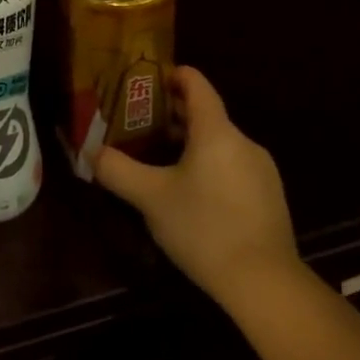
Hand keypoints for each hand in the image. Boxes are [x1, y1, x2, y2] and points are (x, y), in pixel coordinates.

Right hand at [94, 66, 297, 303]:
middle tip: (136, 124)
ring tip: (156, 160)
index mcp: (216, 131)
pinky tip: (188, 193)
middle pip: (205, 114)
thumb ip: (116, 169)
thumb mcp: (149, 197)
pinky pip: (231, 166)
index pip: (196, 84)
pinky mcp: (269, 196)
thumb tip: (91, 151)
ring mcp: (261, 170)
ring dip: (188, 143)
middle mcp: (243, 142)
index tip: (144, 82)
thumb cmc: (203, 228)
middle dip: (170, 114)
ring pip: (218, 142)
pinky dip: (207, 165)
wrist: (264, 283)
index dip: (170, 75)